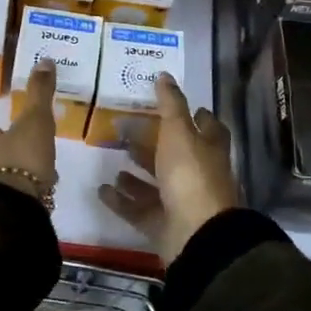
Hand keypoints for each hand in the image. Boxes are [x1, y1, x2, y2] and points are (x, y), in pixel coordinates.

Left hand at [0, 59, 58, 206]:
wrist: (12, 208)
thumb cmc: (22, 158)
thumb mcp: (36, 120)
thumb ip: (40, 92)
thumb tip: (45, 59)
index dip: (10, 133)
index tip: (29, 136)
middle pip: (0, 157)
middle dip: (18, 157)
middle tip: (41, 159)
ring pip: (6, 179)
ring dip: (22, 178)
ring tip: (46, 181)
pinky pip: (13, 199)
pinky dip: (25, 197)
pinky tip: (40, 200)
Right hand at [98, 73, 240, 264]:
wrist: (196, 235)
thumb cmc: (191, 175)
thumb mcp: (179, 132)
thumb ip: (170, 105)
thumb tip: (165, 75)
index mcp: (209, 150)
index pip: (208, 128)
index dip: (197, 116)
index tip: (175, 103)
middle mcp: (198, 175)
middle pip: (176, 155)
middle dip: (154, 143)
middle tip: (127, 128)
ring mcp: (181, 203)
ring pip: (156, 184)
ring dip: (136, 172)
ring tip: (114, 157)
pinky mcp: (162, 225)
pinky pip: (137, 209)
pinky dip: (120, 200)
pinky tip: (101, 188)